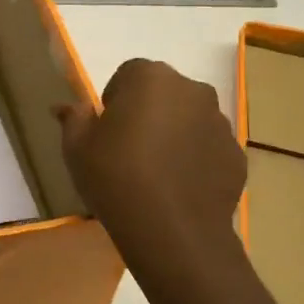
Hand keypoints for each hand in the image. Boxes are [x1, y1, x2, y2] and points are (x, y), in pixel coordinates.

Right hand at [56, 58, 245, 260]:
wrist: (172, 230)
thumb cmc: (115, 176)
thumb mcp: (76, 147)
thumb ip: (73, 118)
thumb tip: (66, 107)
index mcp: (151, 78)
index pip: (129, 73)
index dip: (115, 99)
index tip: (106, 129)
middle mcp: (192, 90)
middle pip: (163, 92)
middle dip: (148, 111)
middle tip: (128, 147)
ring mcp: (220, 123)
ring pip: (189, 118)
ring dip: (173, 133)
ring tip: (154, 170)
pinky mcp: (236, 155)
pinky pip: (207, 147)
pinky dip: (194, 158)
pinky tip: (177, 186)